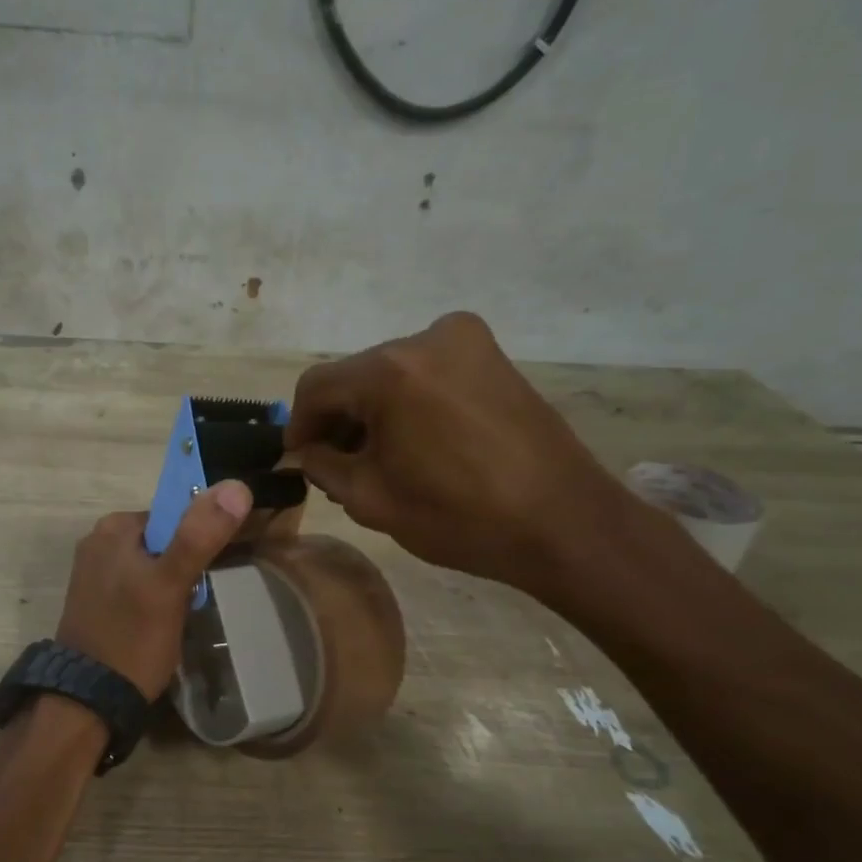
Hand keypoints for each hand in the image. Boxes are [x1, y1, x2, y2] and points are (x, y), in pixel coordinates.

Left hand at [55, 481, 253, 698]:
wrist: (88, 700)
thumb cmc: (132, 638)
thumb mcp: (170, 585)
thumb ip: (199, 536)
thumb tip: (236, 485)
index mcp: (113, 527)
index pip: (173, 514)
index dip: (200, 538)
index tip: (213, 569)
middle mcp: (97, 542)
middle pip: (163, 540)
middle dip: (185, 566)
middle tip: (195, 599)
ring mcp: (93, 573)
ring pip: (152, 566)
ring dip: (172, 585)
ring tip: (182, 615)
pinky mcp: (95, 601)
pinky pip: (137, 586)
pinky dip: (154, 599)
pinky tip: (161, 624)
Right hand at [286, 312, 634, 593]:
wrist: (562, 523)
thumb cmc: (458, 516)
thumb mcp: (369, 498)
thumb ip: (322, 466)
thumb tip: (305, 451)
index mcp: (390, 371)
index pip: (316, 387)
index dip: (299, 426)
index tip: (298, 460)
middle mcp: (425, 338)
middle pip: (354, 376)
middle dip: (339, 419)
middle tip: (338, 466)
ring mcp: (465, 340)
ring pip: (391, 373)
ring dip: (374, 411)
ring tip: (380, 458)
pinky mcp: (492, 355)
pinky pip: (427, 372)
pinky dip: (408, 401)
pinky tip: (416, 442)